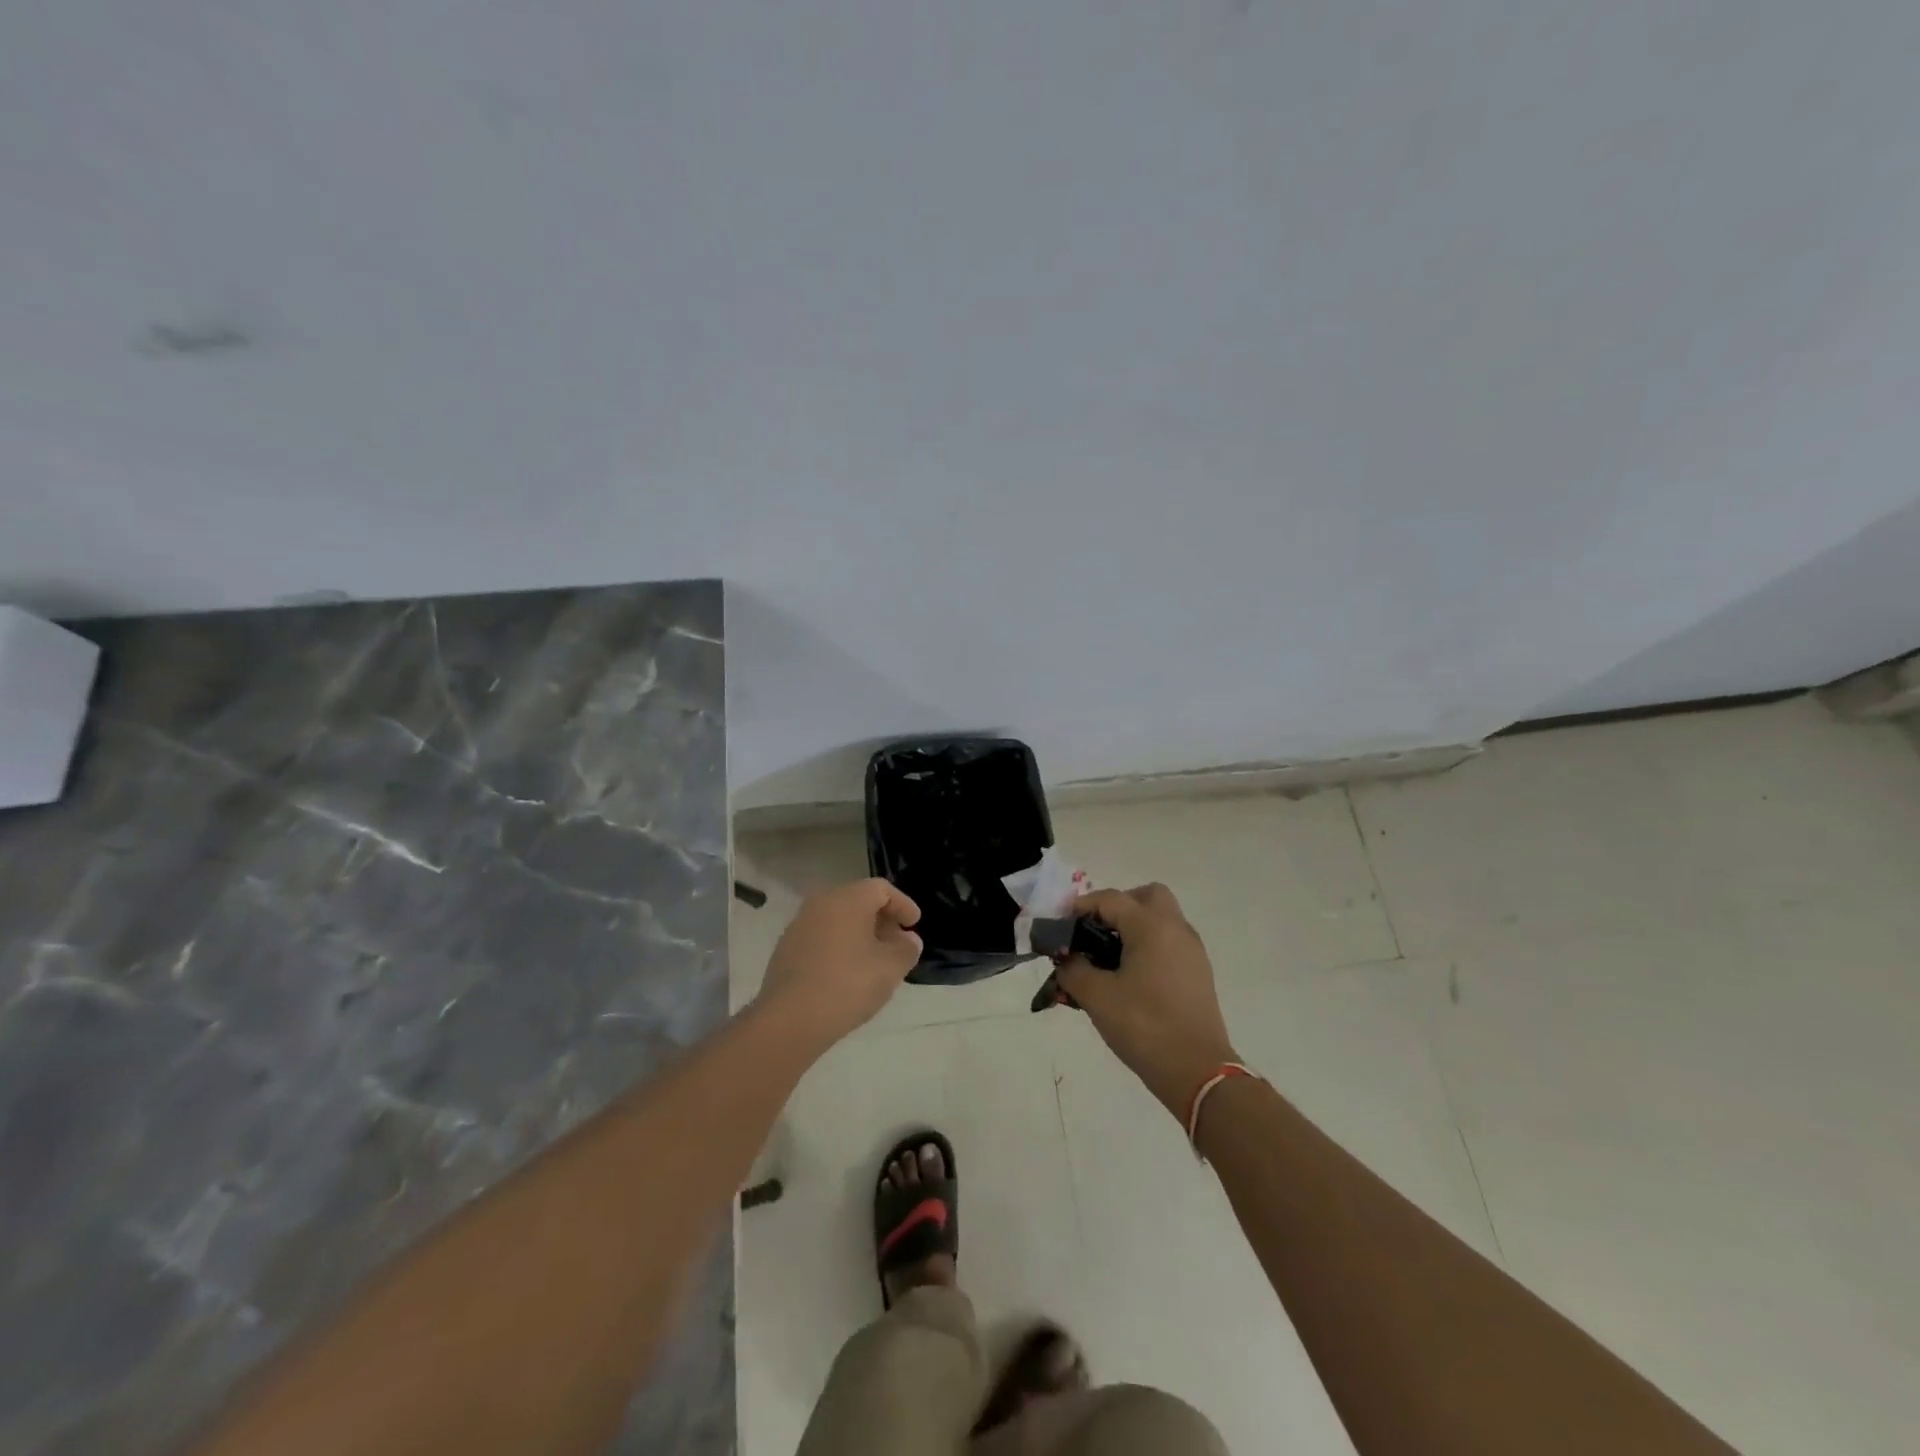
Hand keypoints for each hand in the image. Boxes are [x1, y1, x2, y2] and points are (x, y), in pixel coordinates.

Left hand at [755, 879, 922, 1050]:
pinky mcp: (786, 949)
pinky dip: (839, 947)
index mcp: (848, 898)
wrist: (790, 1019)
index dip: (903, 904)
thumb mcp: (891, 967)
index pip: (882, 889)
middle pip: (858, 901)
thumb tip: (908, 940)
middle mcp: (821, 903)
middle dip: (882, 920)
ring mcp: (799, 925)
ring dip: (860, 934)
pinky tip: (848, 973)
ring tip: (875, 961)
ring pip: (838, 920)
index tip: (915, 924)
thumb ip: (907, 948)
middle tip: (898, 943)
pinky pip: (822, 938)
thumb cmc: (848, 984)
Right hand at [1057, 884, 1238, 1117]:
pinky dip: (1147, 947)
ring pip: (1161, 919)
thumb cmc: (1144, 1027)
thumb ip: (1073, 970)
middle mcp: (1176, 930)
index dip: (1080, 907)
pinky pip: (1169, 943)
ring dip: (1133, 928)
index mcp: (1152, 927)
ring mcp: (1192, 952)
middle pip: (1146, 896)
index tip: (1059, 926)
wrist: (1197, 1072)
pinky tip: (1129, 978)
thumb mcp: (1097, 997)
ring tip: (1107, 959)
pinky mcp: (1198, 974)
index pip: (1110, 899)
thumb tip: (1067, 960)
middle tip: (1095, 932)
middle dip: (1117, 907)